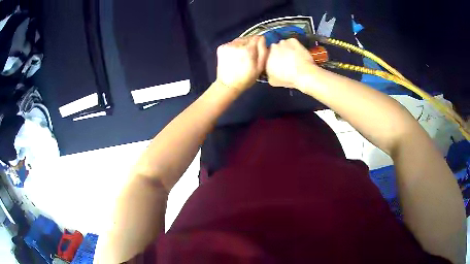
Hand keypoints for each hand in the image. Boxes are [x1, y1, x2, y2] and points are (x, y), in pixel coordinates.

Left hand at [216, 36, 267, 91]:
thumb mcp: (260, 67)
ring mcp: (227, 45)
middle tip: (249, 56)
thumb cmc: (246, 79)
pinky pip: (231, 43)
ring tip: (241, 57)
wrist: (227, 85)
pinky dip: (234, 48)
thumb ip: (263, 51)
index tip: (258, 51)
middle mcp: (237, 44)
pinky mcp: (221, 47)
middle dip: (250, 44)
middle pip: (248, 38)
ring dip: (242, 45)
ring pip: (239, 40)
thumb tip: (262, 39)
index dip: (259, 43)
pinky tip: (234, 57)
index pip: (257, 37)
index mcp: (248, 49)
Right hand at [266, 38, 316, 88]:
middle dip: (280, 53)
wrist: (303, 75)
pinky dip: (295, 47)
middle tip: (286, 61)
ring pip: (284, 45)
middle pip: (275, 49)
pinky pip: (292, 42)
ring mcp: (283, 42)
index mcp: (266, 57)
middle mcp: (272, 47)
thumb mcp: (272, 81)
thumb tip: (270, 70)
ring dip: (287, 49)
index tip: (278, 64)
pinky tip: (298, 54)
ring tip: (294, 58)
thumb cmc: (288, 79)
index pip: (267, 55)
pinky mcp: (293, 40)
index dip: (273, 59)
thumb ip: (268, 73)